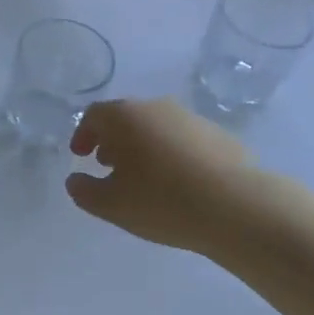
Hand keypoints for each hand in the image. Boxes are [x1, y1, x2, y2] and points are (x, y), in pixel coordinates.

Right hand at [66, 98, 265, 254]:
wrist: (239, 207)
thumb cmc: (163, 200)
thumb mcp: (111, 204)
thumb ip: (84, 191)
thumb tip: (75, 180)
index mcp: (125, 116)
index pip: (94, 115)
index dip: (83, 134)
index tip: (80, 155)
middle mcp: (156, 107)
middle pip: (126, 117)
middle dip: (112, 140)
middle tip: (108, 165)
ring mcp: (191, 119)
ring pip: (156, 127)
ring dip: (143, 146)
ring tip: (144, 177)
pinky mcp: (220, 136)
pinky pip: (183, 140)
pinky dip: (171, 154)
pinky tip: (178, 183)